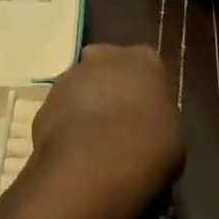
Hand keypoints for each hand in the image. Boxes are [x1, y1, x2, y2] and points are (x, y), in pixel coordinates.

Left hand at [32, 43, 183, 204]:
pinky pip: (60, 114)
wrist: (96, 163)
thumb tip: (146, 130)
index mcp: (143, 59)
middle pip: (107, 70)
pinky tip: (74, 157)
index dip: (144, 92)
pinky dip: (65, 129)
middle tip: (118, 128)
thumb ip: (157, 120)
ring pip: (80, 89)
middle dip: (110, 92)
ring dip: (85, 109)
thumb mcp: (172, 136)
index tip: (145, 116)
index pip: (146, 66)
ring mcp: (71, 75)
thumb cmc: (148, 146)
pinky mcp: (45, 101)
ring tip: (93, 148)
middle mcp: (104, 55)